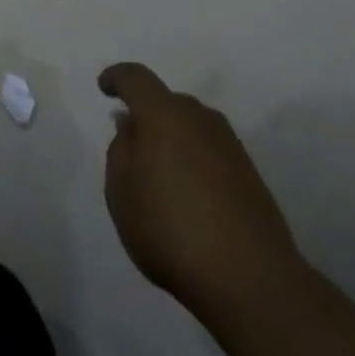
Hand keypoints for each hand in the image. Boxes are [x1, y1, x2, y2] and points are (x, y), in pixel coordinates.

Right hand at [99, 62, 307, 318]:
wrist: (250, 277)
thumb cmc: (170, 229)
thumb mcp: (122, 192)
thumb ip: (120, 150)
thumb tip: (131, 125)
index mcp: (164, 115)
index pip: (136, 78)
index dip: (117, 78)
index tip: (105, 88)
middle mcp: (200, 119)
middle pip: (166, 102)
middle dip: (146, 115)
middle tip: (131, 147)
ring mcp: (230, 144)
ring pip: (191, 126)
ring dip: (172, 139)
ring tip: (159, 177)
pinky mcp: (249, 172)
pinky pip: (209, 150)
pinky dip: (193, 160)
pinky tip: (187, 195)